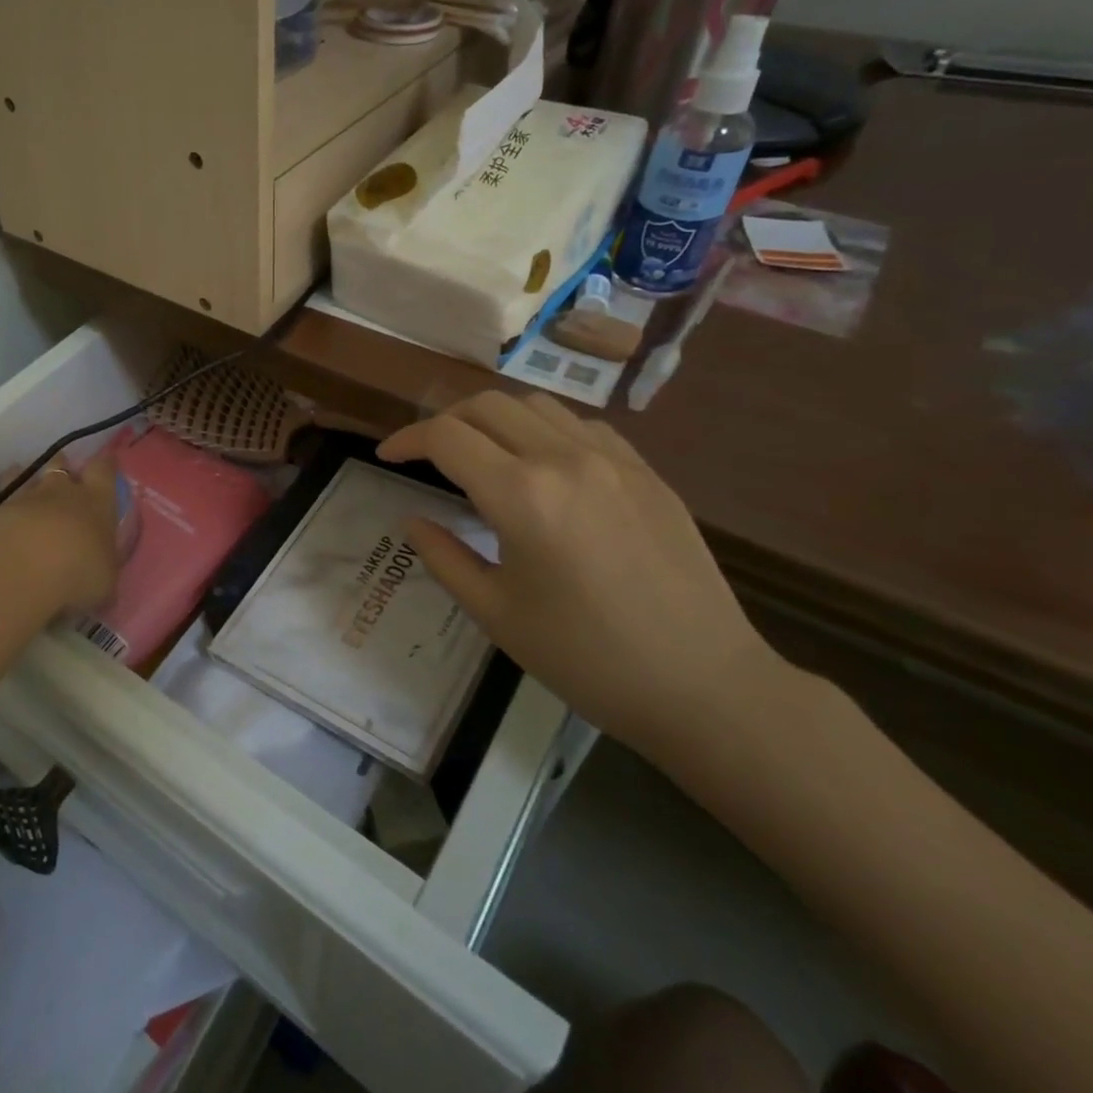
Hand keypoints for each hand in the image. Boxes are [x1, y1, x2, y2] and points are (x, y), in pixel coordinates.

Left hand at [0, 453, 121, 690]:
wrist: (18, 572)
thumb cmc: (76, 573)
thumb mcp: (105, 582)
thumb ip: (102, 570)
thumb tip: (100, 574)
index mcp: (95, 502)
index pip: (104, 470)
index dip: (106, 464)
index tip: (107, 460)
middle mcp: (58, 492)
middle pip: (60, 464)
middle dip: (61, 467)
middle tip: (62, 475)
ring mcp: (20, 498)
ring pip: (20, 475)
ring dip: (22, 477)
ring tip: (20, 483)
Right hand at [378, 390, 781, 764]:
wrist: (704, 686)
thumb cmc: (586, 658)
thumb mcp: (496, 614)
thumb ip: (444, 557)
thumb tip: (413, 520)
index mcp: (521, 495)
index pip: (446, 437)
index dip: (407, 440)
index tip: (388, 456)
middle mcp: (564, 459)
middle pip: (487, 405)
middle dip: (445, 422)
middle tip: (428, 455)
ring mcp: (613, 460)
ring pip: (536, 405)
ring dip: (495, 418)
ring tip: (482, 453)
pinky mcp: (647, 473)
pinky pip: (583, 426)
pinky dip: (546, 431)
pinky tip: (545, 466)